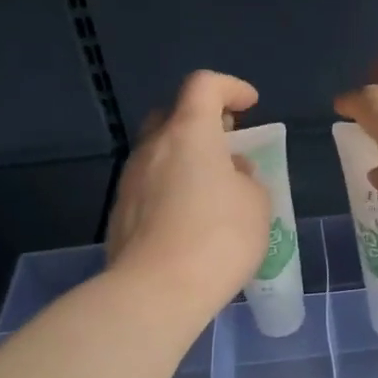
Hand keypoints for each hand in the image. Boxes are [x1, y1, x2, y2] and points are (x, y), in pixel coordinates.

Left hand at [107, 71, 271, 317]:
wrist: (156, 292)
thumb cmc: (218, 238)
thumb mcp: (256, 203)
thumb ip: (246, 177)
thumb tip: (229, 173)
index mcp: (189, 134)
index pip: (204, 85)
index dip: (230, 87)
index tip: (250, 105)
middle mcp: (153, 148)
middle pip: (173, 115)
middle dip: (202, 122)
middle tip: (226, 144)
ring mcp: (130, 181)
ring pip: (158, 153)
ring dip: (185, 159)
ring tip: (212, 189)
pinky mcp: (120, 214)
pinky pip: (149, 186)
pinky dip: (170, 189)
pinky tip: (188, 220)